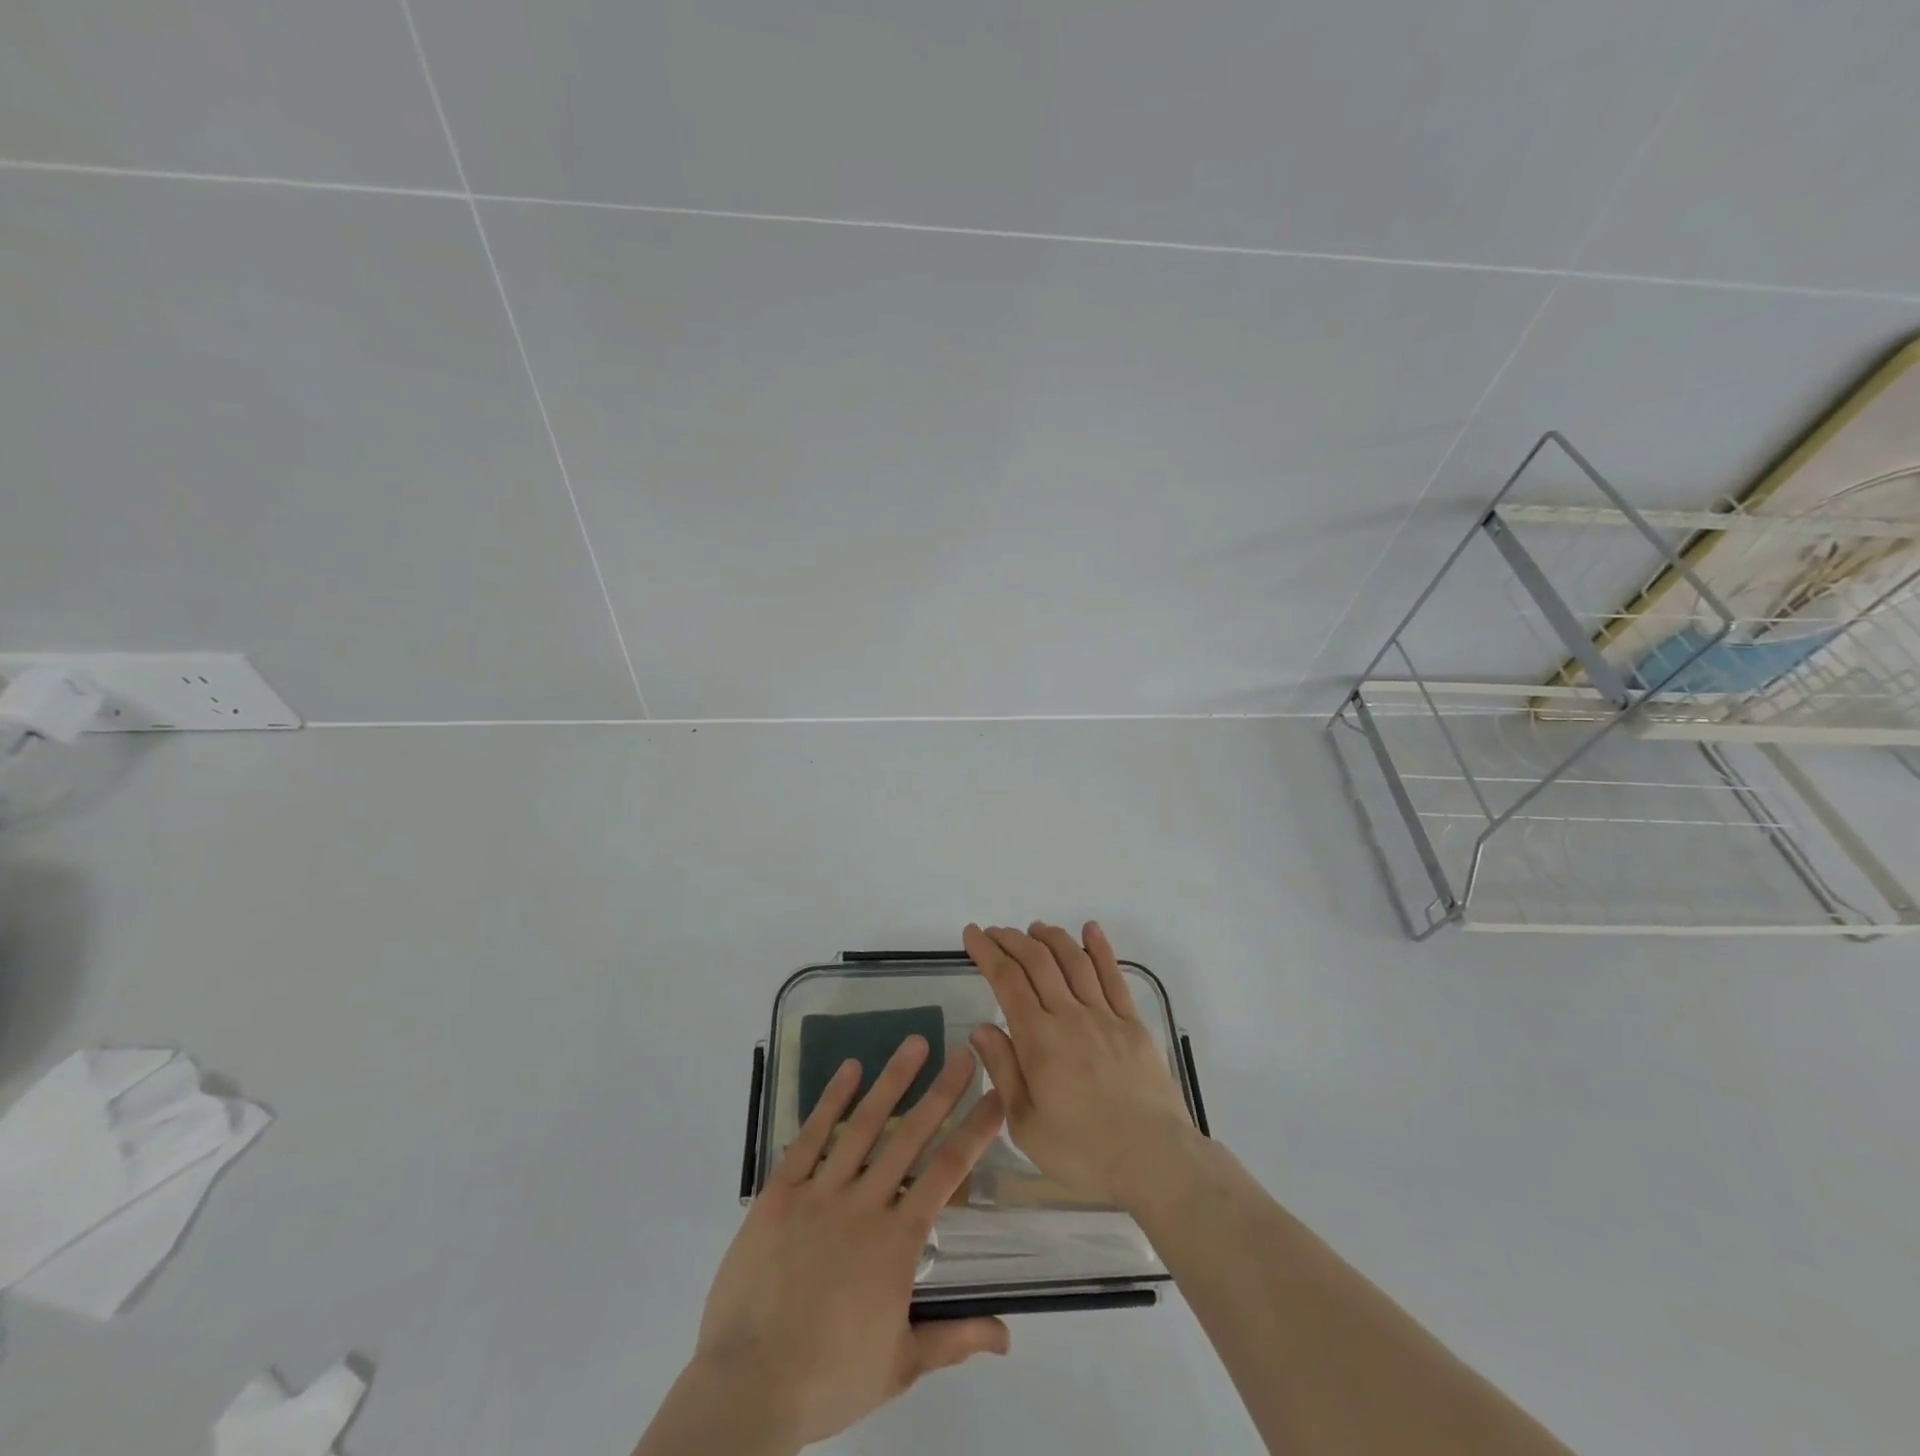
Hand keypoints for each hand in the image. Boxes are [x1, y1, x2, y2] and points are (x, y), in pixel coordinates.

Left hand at [685, 1036, 1009, 1449]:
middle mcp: (865, 1203)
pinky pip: (810, 1137)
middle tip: (965, 1052)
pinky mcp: (781, 1191)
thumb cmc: (829, 1378)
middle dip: (942, 1091)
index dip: (974, 1133)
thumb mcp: (900, 1365)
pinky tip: (849, 1069)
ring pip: (864, 1125)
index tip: (995, 1098)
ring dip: (892, 1081)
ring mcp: (821, 1192)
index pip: (947, 1173)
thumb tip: (1009, 1335)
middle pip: (911, 1136)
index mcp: (898, 1241)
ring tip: (915, 1043)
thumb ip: (955, 1338)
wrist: (748, 1386)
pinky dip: (830, 1100)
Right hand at [964, 922, 1198, 1210]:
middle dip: (1012, 940)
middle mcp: (1070, 1016)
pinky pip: (1113, 976)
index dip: (987, 952)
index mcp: (1039, 1040)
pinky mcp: (1132, 1023)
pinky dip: (1100, 948)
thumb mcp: (1026, 1124)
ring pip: (1074, 961)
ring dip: (1051, 938)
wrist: (1154, 1159)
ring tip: (1034, 928)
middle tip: (995, 932)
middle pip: (1037, 962)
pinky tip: (1090, 930)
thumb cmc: (1083, 1151)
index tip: (973, 934)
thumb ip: (1003, 1071)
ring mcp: (1105, 1015)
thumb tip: (980, 1028)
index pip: (1007, 981)